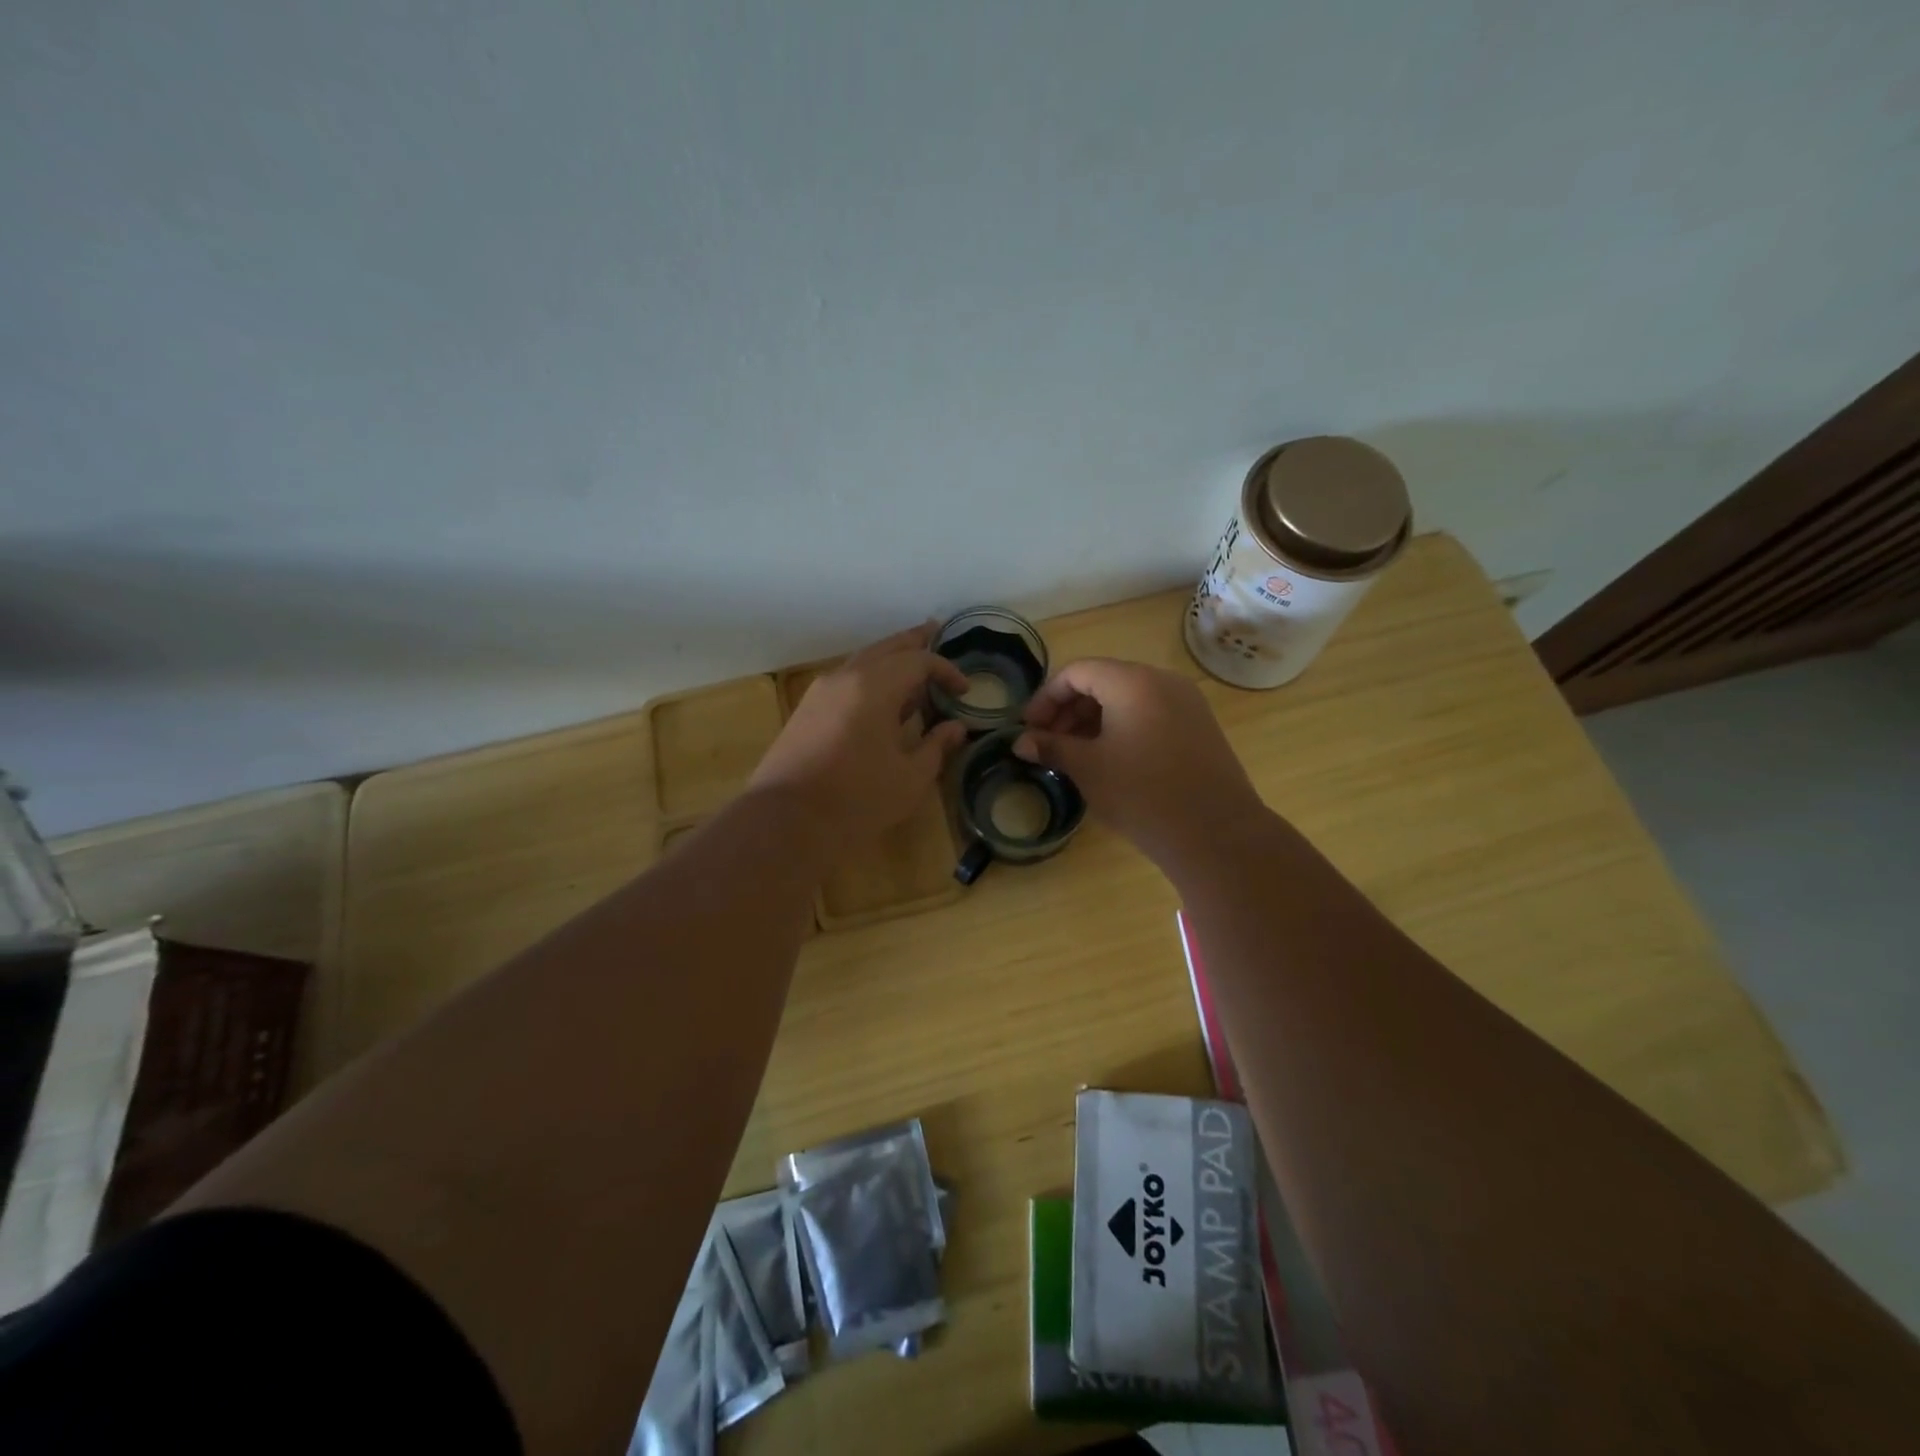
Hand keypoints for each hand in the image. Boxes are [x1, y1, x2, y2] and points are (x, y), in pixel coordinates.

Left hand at [750, 624, 970, 853]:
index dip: (946, 670)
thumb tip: (956, 727)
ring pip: (862, 660)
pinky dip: (869, 677)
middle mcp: (846, 677)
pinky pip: (846, 679)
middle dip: (913, 641)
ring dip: (889, 658)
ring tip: (910, 663)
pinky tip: (879, 697)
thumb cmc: (857, 798)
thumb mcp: (910, 777)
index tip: (964, 690)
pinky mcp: (806, 709)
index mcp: (875, 687)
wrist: (787, 820)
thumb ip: (936, 746)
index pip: (918, 662)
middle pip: (886, 647)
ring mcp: (821, 691)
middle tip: (934, 630)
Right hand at [1014, 658, 1263, 867]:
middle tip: (1048, 743)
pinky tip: (1111, 760)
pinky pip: (1151, 714)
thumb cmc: (1142, 794)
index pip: (1077, 672)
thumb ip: (1051, 747)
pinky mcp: (1199, 727)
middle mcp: (1162, 681)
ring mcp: (1187, 703)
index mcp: (1133, 682)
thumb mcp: (1088, 768)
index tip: (1029, 728)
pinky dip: (1123, 727)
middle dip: (1069, 709)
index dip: (1046, 697)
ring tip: (1075, 754)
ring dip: (1094, 720)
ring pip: (1128, 698)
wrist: (1215, 834)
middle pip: (1104, 681)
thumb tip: (1021, 742)